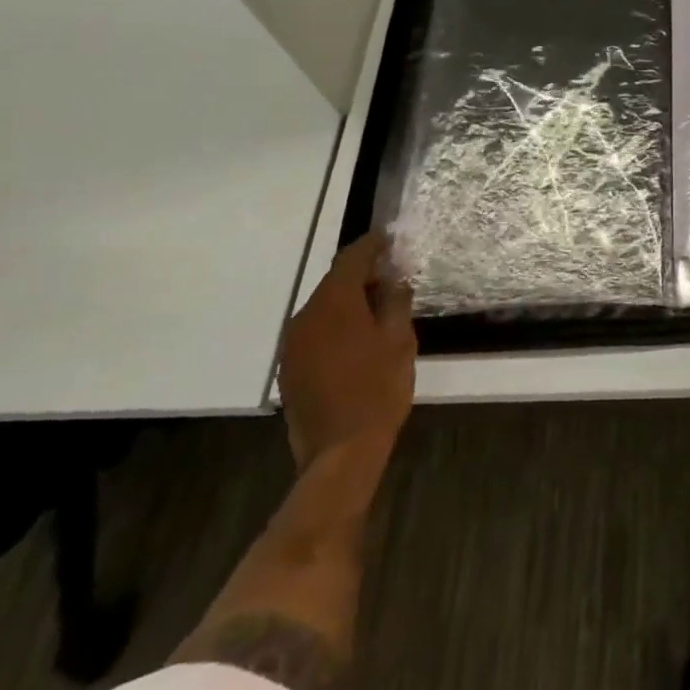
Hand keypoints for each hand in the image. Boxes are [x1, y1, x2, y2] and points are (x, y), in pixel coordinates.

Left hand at [279, 233, 416, 472]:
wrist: (340, 451)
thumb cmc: (378, 390)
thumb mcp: (400, 341)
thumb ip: (396, 303)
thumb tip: (395, 281)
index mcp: (335, 304)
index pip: (351, 259)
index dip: (371, 245)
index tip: (389, 237)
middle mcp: (306, 317)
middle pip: (334, 282)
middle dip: (362, 275)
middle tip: (391, 275)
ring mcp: (293, 344)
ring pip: (324, 308)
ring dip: (349, 301)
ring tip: (378, 307)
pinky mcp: (290, 368)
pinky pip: (316, 331)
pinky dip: (337, 325)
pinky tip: (357, 338)